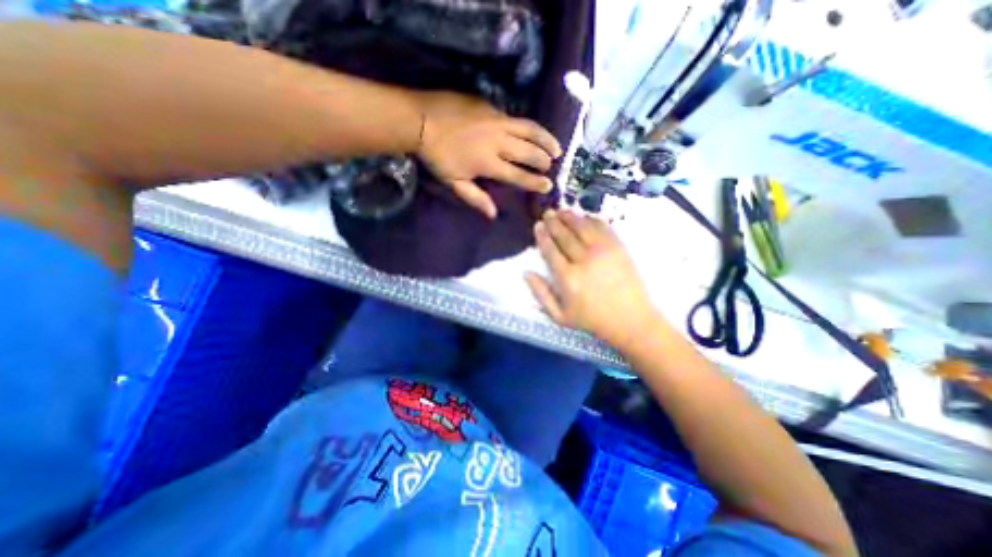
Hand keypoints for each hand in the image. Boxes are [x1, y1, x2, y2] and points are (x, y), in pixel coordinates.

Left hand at [414, 89, 559, 216]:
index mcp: (488, 163)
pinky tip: (534, 132)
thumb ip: (475, 198)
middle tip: (552, 166)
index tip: (548, 186)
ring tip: (557, 147)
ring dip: (546, 139)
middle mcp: (497, 141)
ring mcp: (496, 121)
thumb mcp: (454, 181)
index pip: (518, 175)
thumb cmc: (437, 156)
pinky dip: (529, 128)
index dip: (535, 182)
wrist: (421, 119)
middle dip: (544, 160)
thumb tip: (493, 214)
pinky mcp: (492, 107)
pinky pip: (516, 119)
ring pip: (529, 130)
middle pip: (529, 152)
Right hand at [523, 211, 660, 350]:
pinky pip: (603, 227)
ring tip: (562, 211)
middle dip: (554, 222)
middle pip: (564, 235)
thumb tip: (526, 273)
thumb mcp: (560, 316)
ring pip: (582, 227)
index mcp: (567, 278)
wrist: (631, 320)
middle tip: (547, 213)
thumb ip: (541, 294)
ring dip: (570, 217)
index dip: (542, 235)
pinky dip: (592, 220)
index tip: (538, 225)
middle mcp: (583, 260)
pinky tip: (585, 217)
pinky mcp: (618, 248)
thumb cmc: (592, 320)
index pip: (550, 250)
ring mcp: (603, 252)